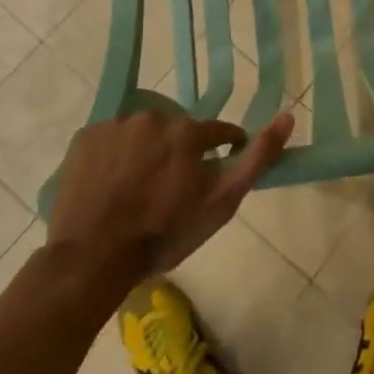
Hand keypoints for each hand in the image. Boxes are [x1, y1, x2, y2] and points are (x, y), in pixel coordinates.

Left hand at [45, 109, 293, 288]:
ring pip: (143, 134)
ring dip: (147, 152)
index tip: (214, 172)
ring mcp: (115, 125)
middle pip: (177, 131)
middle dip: (180, 153)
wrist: (93, 257)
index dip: (221, 151)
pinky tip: (113, 184)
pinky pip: (111, 139)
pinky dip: (116, 156)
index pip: (218, 132)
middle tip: (171, 189)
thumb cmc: (164, 234)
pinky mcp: (85, 137)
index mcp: (188, 131)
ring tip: (139, 189)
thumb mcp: (221, 203)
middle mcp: (152, 117)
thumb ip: (256, 158)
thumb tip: (288, 116)